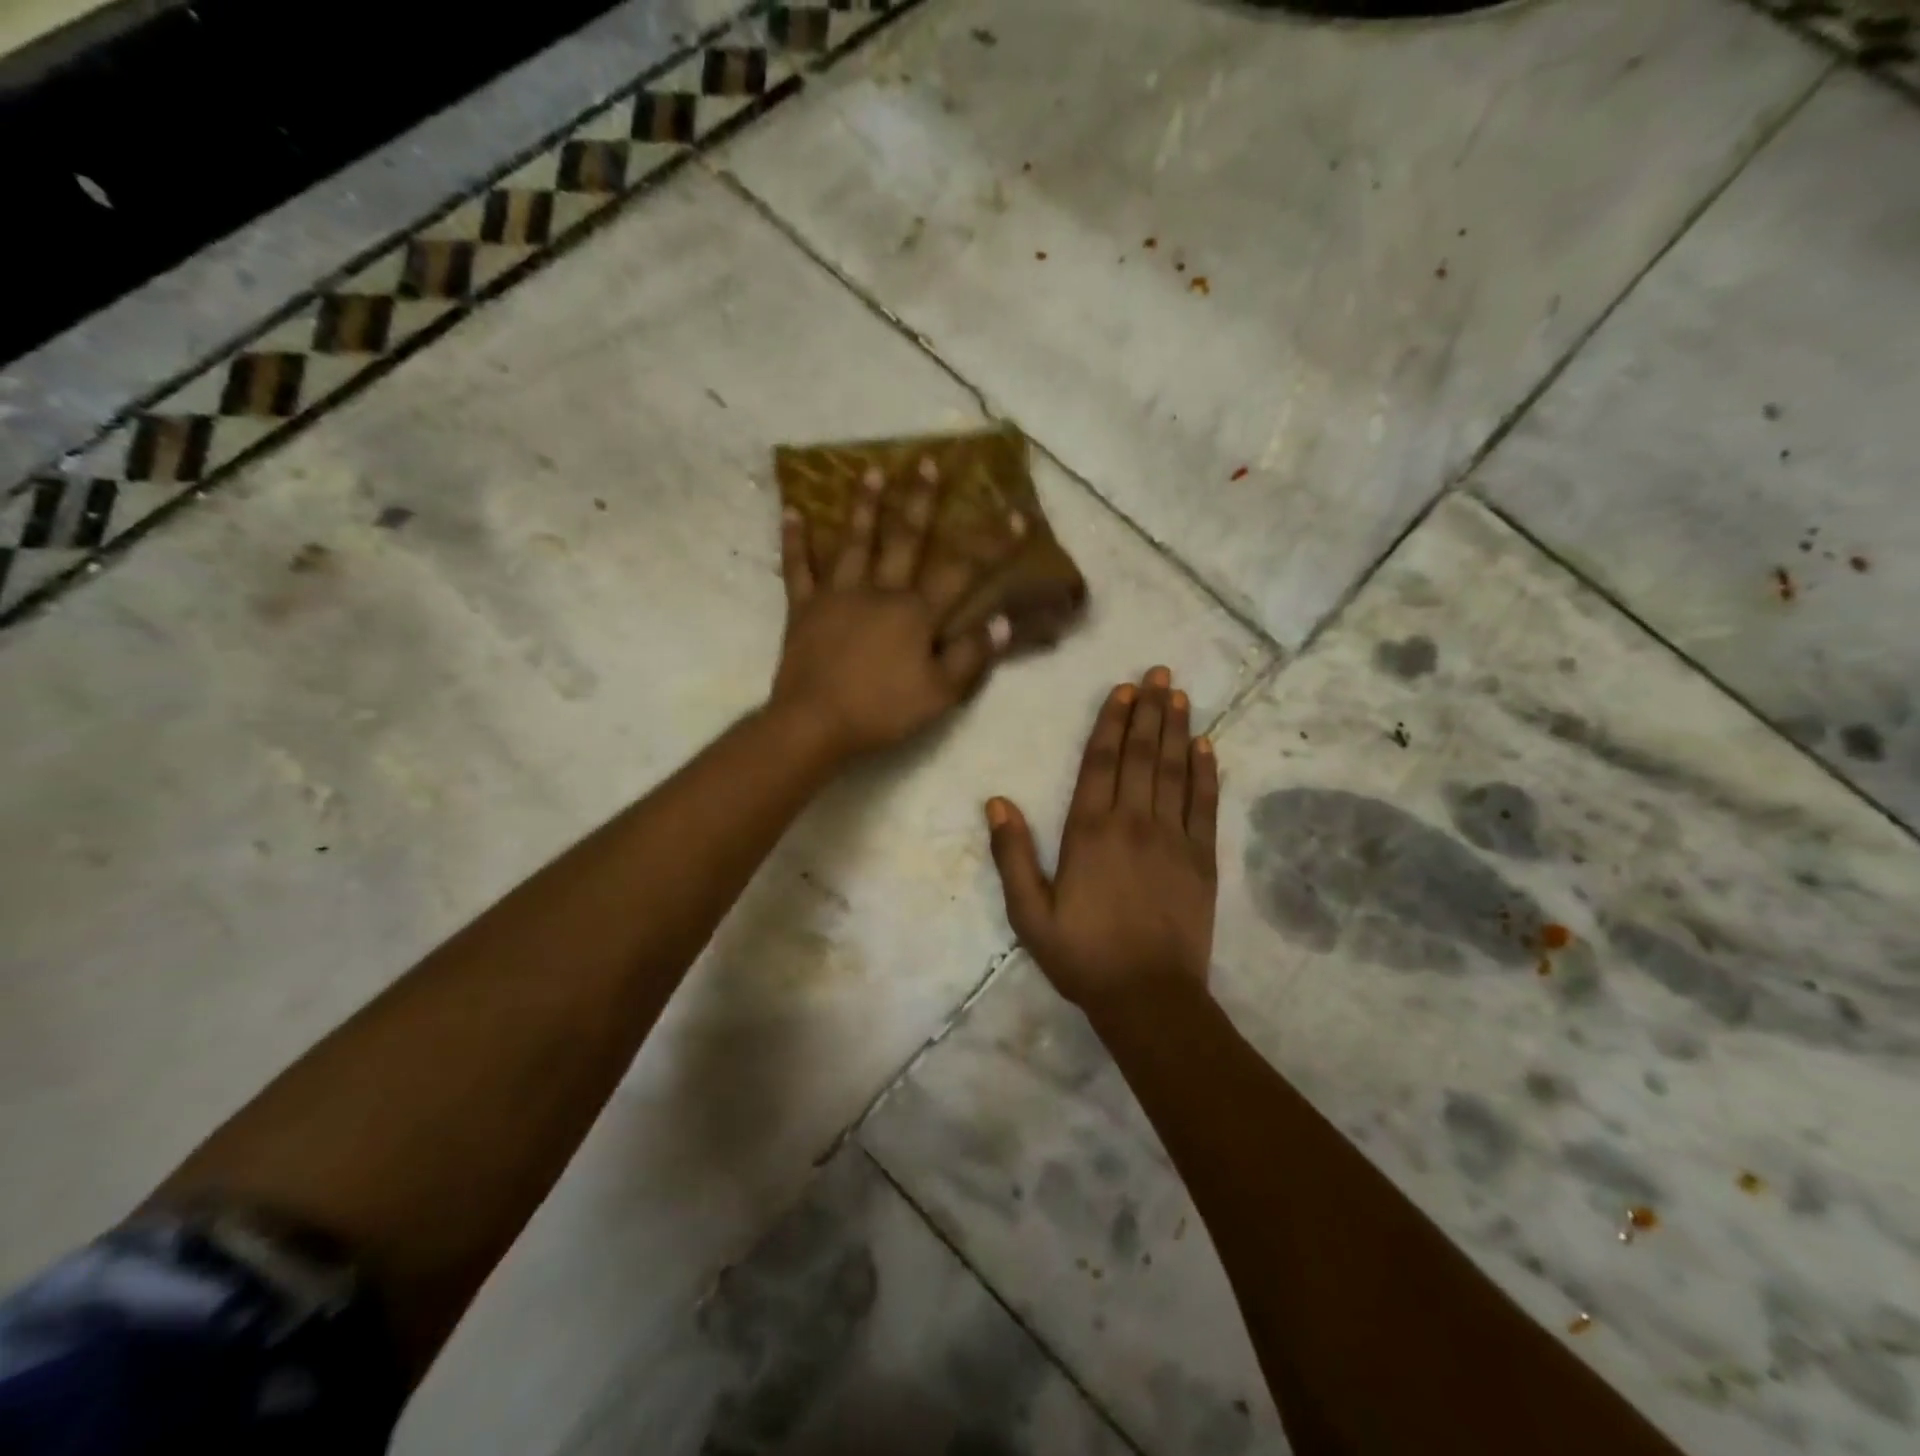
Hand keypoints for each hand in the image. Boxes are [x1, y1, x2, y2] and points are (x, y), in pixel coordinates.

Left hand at [770, 457, 1022, 760]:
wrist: (815, 723)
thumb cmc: (881, 711)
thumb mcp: (939, 694)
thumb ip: (971, 657)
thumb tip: (1002, 623)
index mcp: (915, 613)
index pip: (961, 571)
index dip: (991, 544)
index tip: (1016, 515)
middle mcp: (879, 591)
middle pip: (904, 539)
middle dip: (920, 500)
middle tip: (926, 461)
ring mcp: (837, 595)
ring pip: (854, 541)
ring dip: (864, 505)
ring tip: (871, 470)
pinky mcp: (803, 608)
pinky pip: (797, 567)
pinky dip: (794, 539)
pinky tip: (792, 510)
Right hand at [985, 667, 1219, 1012]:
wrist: (1148, 997)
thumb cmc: (1082, 955)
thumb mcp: (1030, 913)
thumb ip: (1013, 855)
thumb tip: (996, 802)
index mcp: (1090, 832)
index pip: (1101, 763)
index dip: (1112, 723)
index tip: (1123, 690)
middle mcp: (1133, 823)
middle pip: (1142, 755)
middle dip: (1149, 711)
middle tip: (1160, 673)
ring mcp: (1173, 838)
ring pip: (1175, 771)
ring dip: (1178, 729)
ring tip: (1180, 695)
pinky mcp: (1201, 859)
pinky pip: (1204, 806)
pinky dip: (1206, 773)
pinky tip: (1207, 747)